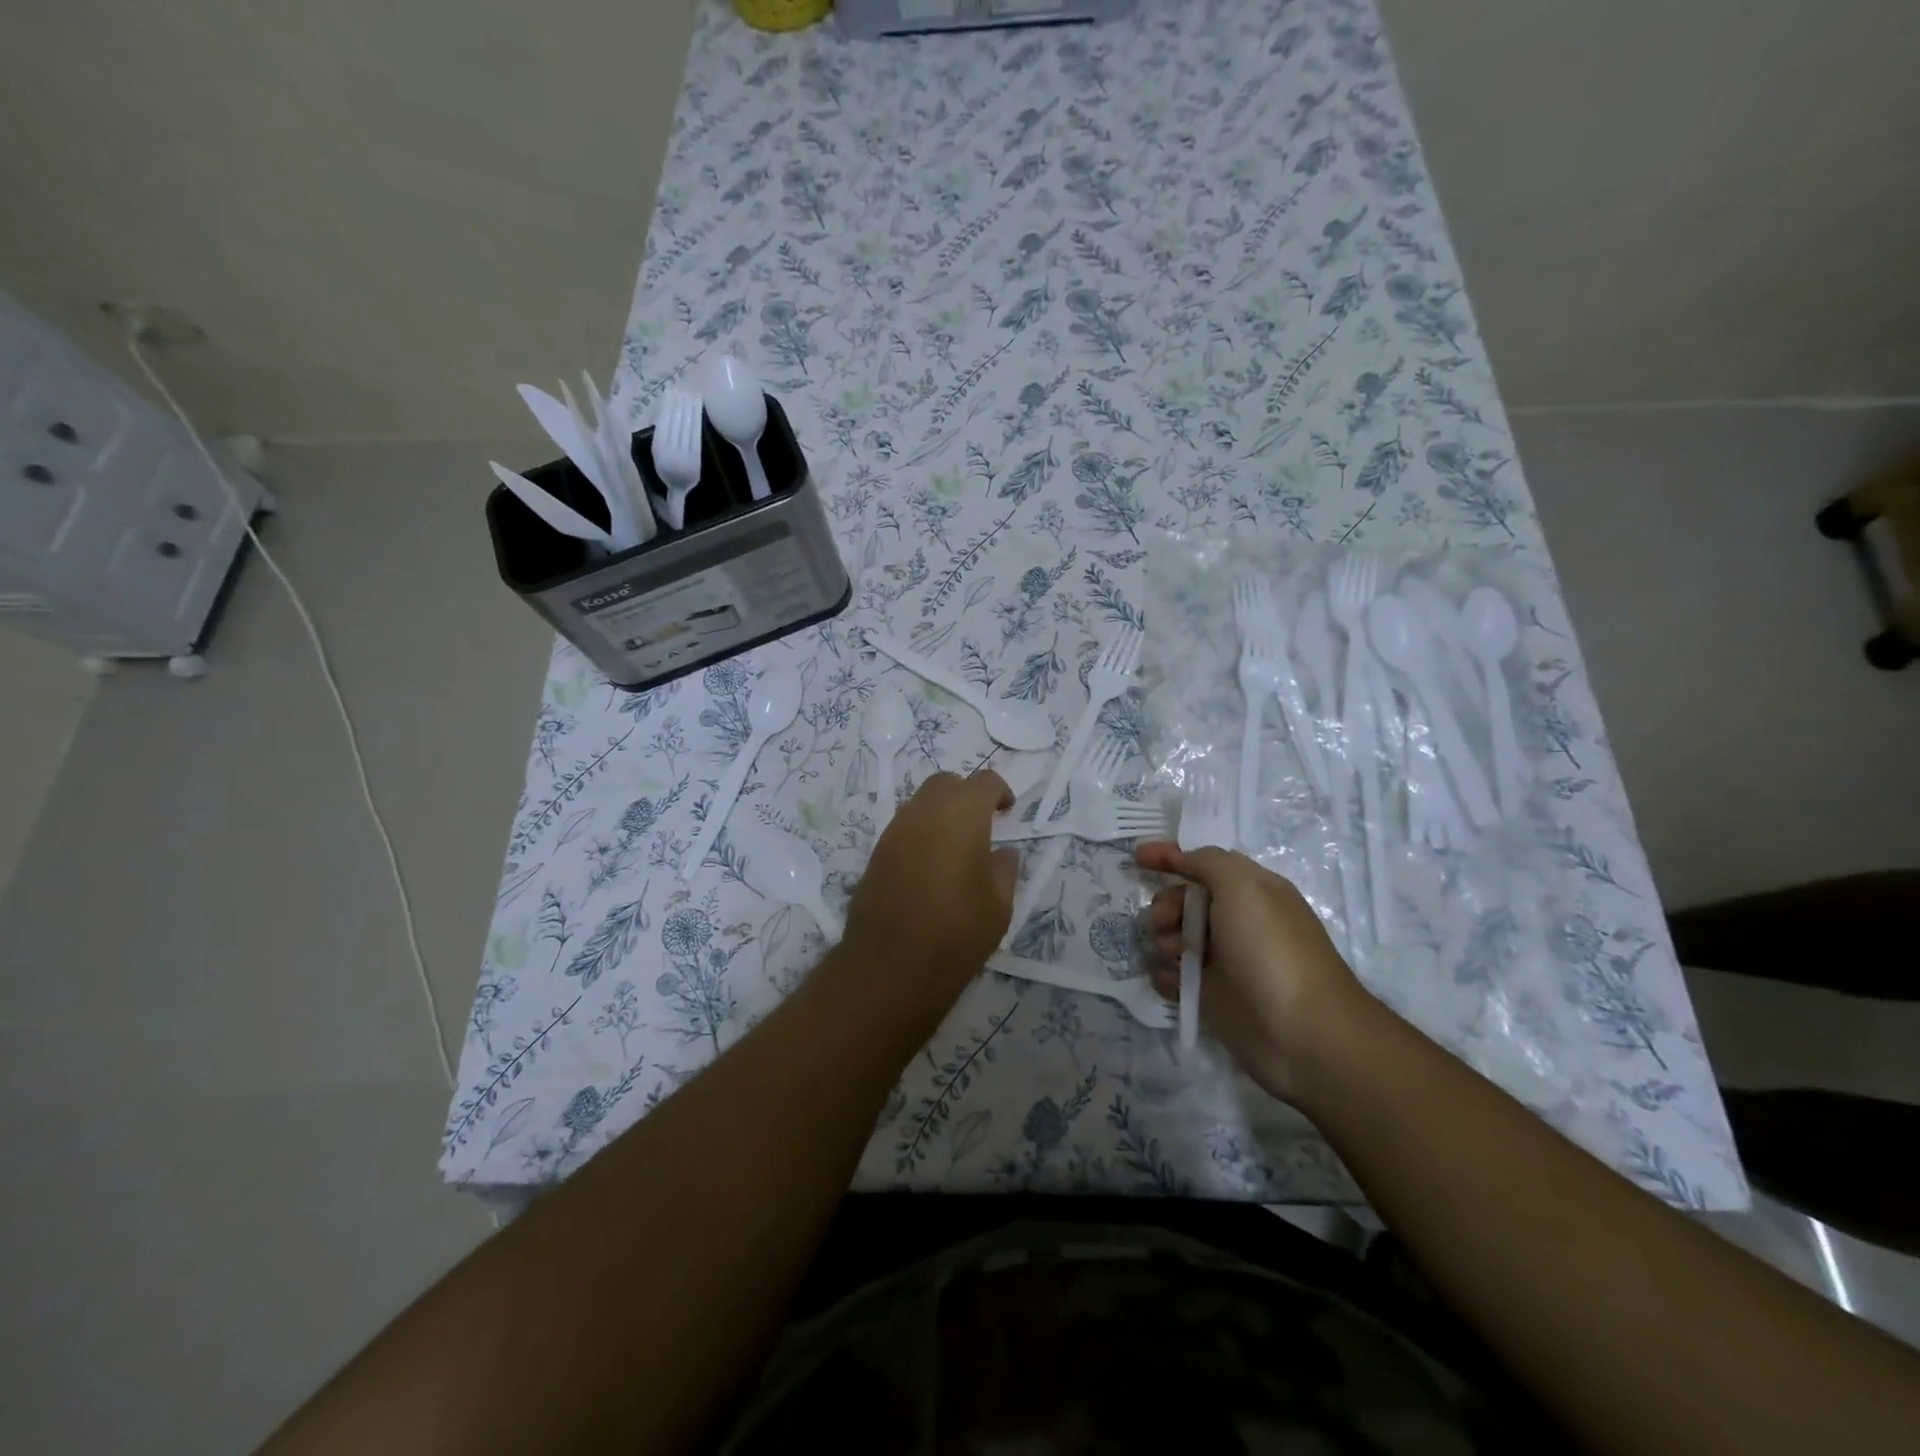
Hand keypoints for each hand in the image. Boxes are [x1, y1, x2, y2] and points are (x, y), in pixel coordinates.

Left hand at [842, 770, 1018, 1006]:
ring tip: (956, 846)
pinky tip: (931, 865)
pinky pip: (904, 827)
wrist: (891, 966)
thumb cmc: (957, 932)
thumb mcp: (999, 905)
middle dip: (966, 794)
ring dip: (941, 812)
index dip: (999, 791)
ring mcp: (895, 830)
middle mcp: (925, 812)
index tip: (1008, 812)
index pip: (984, 782)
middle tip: (982, 823)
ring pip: (921, 802)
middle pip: (947, 783)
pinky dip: (921, 833)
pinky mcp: (876, 853)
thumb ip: (1004, 869)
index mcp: (962, 815)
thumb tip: (1002, 852)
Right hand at [1135, 842, 1369, 1102]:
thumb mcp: (1243, 887)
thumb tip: (1182, 858)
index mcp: (1250, 891)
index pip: (1203, 863)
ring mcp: (1222, 961)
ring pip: (1172, 939)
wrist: (1301, 1034)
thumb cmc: (1271, 949)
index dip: (1170, 856)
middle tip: (1164, 922)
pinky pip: (1172, 977)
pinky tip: (1173, 982)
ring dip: (1163, 942)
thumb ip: (1207, 862)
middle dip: (1165, 906)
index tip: (1137, 857)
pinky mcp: (1210, 996)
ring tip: (1175, 957)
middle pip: (1182, 901)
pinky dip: (1165, 976)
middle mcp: (1236, 922)